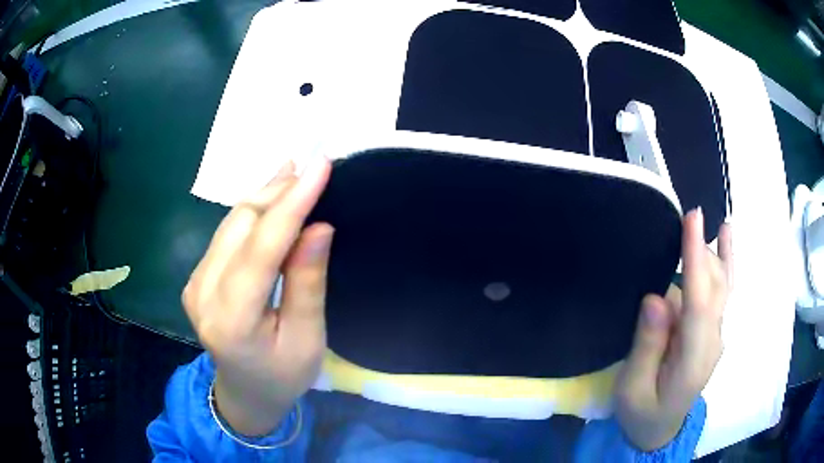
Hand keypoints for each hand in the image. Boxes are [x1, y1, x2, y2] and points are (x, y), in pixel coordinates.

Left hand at [182, 157, 332, 436]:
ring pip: (231, 221)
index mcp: (233, 319)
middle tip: (315, 169)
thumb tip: (318, 225)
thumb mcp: (308, 340)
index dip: (292, 203)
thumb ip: (307, 283)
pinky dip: (253, 211)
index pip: (261, 247)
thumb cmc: (283, 376)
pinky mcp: (197, 276)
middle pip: (241, 224)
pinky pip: (226, 232)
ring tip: (297, 172)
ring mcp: (195, 282)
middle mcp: (203, 293)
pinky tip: (272, 196)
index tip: (321, 166)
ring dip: (266, 195)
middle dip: (280, 192)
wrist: (244, 393)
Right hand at [614, 208, 731, 450]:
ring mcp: (716, 336)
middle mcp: (713, 341)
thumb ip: (647, 346)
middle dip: (707, 249)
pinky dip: (725, 264)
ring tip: (719, 223)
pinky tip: (726, 241)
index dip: (697, 258)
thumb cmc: (641, 414)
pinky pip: (722, 293)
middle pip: (717, 287)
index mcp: (694, 360)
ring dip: (720, 253)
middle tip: (690, 214)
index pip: (700, 301)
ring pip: (724, 286)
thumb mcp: (633, 389)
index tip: (692, 220)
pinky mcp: (712, 333)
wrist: (659, 431)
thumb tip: (657, 297)